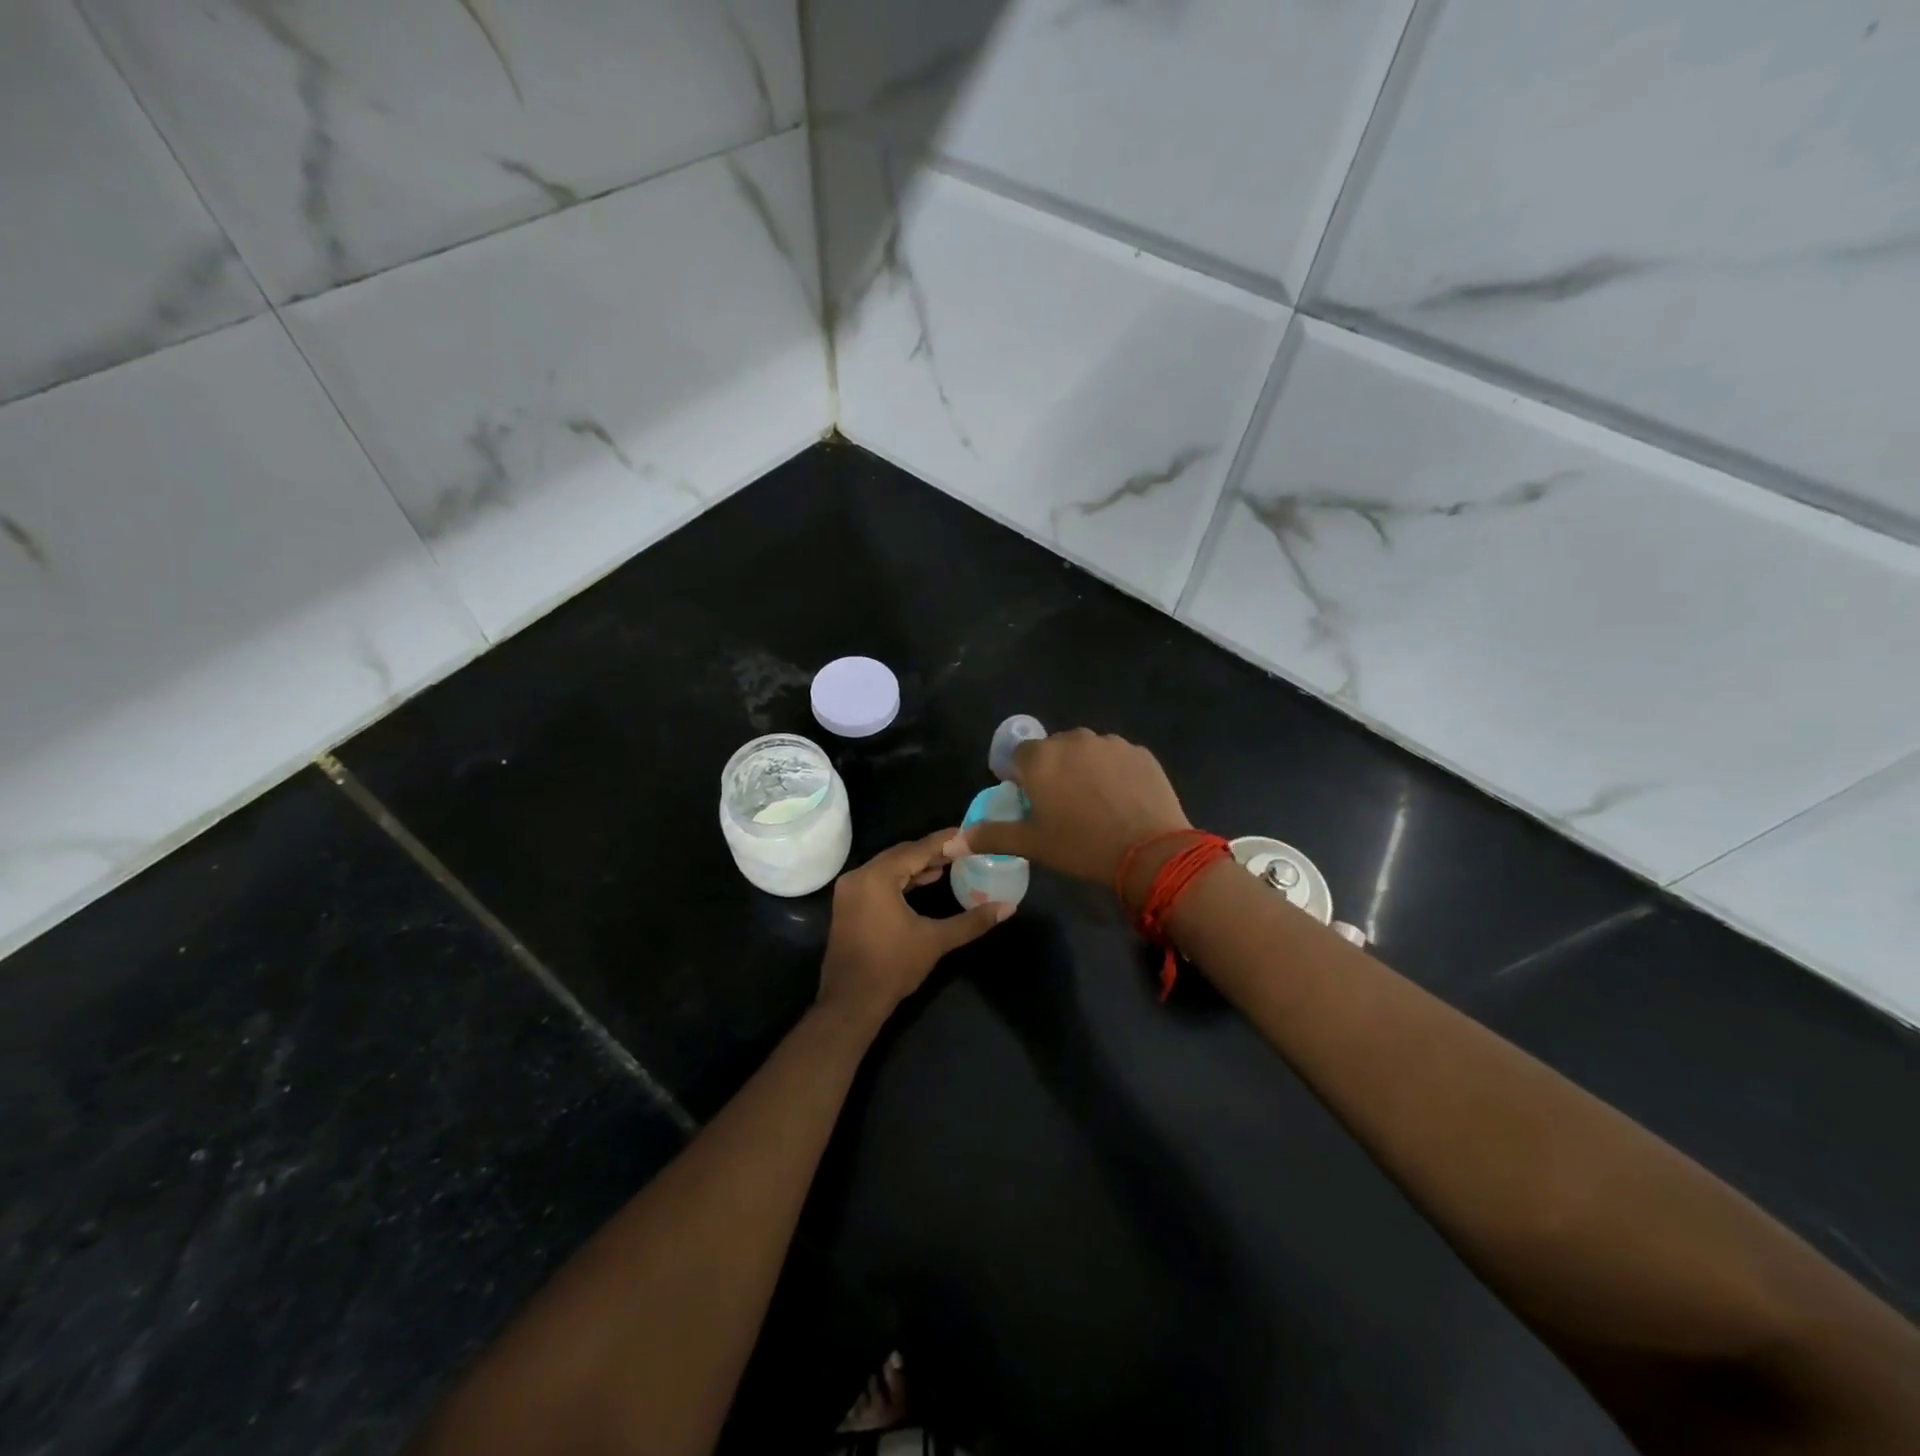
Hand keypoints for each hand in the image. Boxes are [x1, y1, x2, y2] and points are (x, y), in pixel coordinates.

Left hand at [817, 830, 1010, 1026]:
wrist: (851, 1002)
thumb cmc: (892, 967)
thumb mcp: (935, 941)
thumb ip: (971, 921)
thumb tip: (1008, 907)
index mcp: (877, 877)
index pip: (917, 849)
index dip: (944, 841)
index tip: (967, 833)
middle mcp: (859, 876)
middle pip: (901, 854)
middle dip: (931, 851)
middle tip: (961, 848)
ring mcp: (850, 890)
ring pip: (889, 867)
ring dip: (916, 865)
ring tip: (948, 864)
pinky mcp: (849, 904)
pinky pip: (879, 880)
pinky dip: (901, 879)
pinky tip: (923, 882)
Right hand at [956, 729, 1191, 903]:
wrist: (1150, 851)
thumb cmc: (1081, 847)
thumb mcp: (1032, 845)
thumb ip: (991, 836)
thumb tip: (953, 842)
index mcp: (1041, 759)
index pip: (1019, 755)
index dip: (1023, 776)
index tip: (1032, 801)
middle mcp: (1073, 740)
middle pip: (1054, 749)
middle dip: (1055, 770)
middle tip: (1064, 806)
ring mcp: (1110, 743)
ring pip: (1087, 751)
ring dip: (1085, 768)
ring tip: (1096, 803)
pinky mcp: (1139, 752)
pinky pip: (1117, 757)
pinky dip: (1115, 772)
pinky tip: (1122, 800)